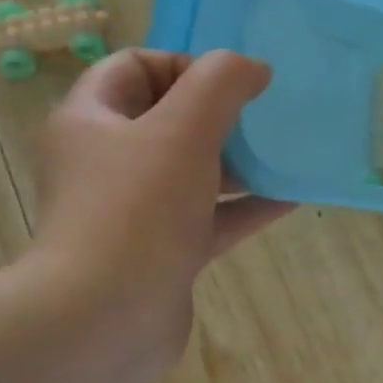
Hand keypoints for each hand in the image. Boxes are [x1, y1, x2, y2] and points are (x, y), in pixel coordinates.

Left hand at [26, 49, 291, 379]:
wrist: (106, 319)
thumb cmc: (138, 209)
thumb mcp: (183, 129)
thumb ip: (221, 84)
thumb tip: (253, 69)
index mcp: (92, 120)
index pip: (135, 66)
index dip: (186, 64)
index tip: (233, 86)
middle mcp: (107, 161)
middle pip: (167, 117)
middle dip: (220, 113)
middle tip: (265, 117)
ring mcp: (135, 211)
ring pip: (193, 170)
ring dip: (238, 160)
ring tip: (286, 154)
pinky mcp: (163, 252)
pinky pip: (211, 217)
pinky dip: (247, 206)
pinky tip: (291, 198)